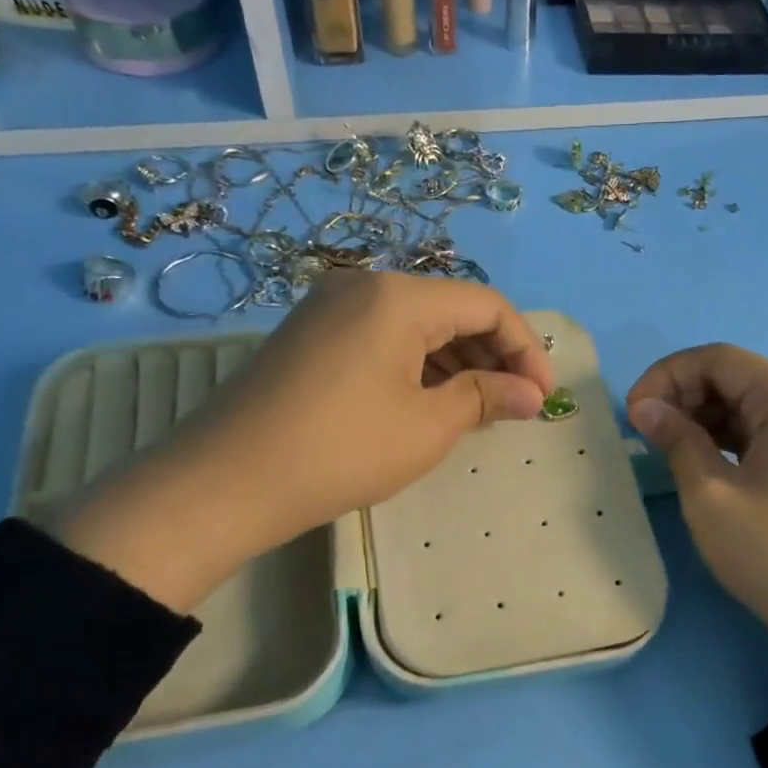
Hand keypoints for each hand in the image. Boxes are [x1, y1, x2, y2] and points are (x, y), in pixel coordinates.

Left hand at [59, 271, 552, 611]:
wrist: (225, 482)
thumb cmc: (342, 450)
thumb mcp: (428, 426)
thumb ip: (487, 398)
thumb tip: (533, 395)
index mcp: (398, 296)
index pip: (486, 304)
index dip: (525, 348)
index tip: (542, 396)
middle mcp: (364, 285)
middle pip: (450, 308)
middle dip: (492, 355)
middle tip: (514, 405)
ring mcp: (330, 307)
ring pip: (415, 324)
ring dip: (456, 362)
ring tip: (478, 409)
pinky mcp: (310, 334)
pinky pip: (382, 337)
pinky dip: (417, 365)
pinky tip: (429, 402)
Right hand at [627, 345, 767, 671]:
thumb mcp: (710, 495)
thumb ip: (676, 439)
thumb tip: (644, 406)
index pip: (719, 359)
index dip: (668, 374)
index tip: (633, 410)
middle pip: (734, 377)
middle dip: (682, 394)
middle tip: (644, 431)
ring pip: (744, 406)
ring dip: (699, 417)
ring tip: (663, 447)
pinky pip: (759, 433)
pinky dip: (722, 438)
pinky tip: (695, 461)